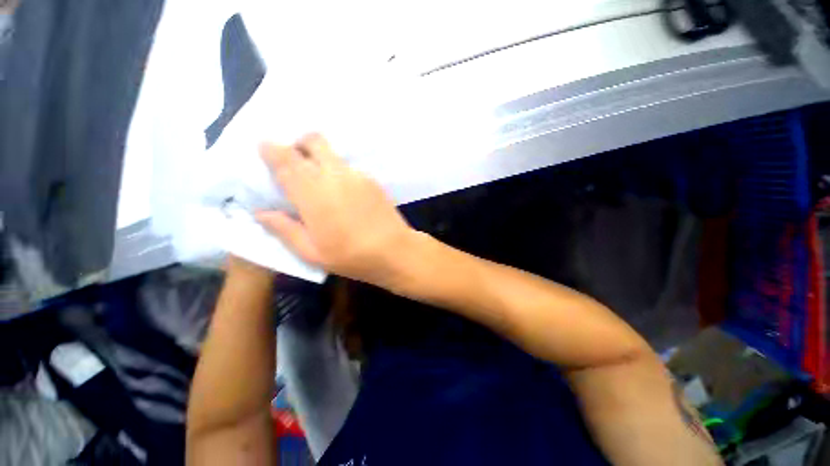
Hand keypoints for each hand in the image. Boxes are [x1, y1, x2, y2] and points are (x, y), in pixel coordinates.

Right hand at [256, 134, 413, 284]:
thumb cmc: (351, 256)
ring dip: (320, 157)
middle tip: (296, 162)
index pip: (285, 160)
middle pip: (313, 141)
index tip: (264, 147)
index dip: (271, 149)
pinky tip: (343, 191)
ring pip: (333, 152)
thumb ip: (284, 229)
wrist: (394, 250)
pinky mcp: (372, 180)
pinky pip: (349, 166)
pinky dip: (339, 170)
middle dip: (299, 144)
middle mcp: (334, 175)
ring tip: (320, 180)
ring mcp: (357, 175)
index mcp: (312, 193)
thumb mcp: (311, 252)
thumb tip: (261, 213)